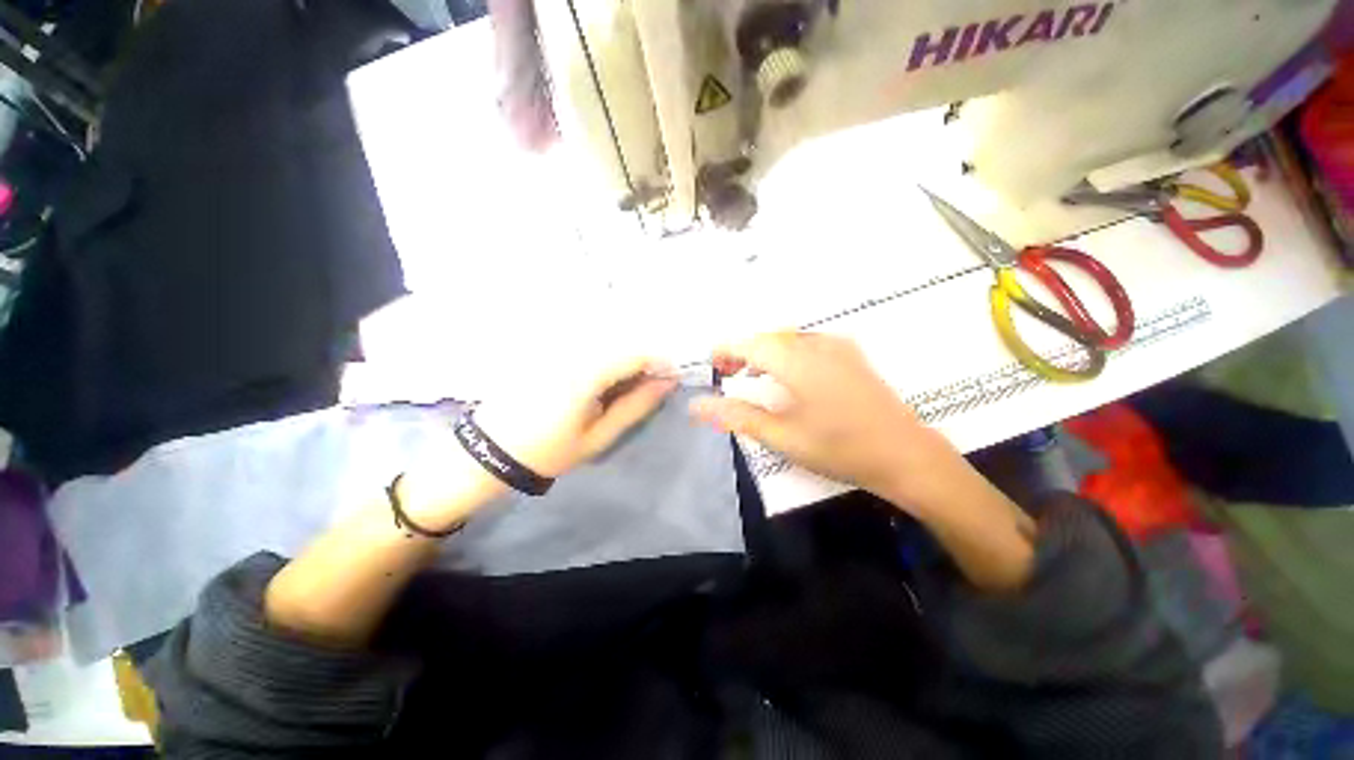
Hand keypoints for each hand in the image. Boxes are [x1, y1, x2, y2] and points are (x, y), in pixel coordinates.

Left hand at [472, 355, 677, 478]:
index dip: (660, 362)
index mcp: (586, 374)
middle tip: (644, 387)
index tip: (668, 380)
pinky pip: (585, 344)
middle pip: (622, 341)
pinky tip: (598, 379)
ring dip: (622, 358)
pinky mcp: (546, 349)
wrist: (489, 451)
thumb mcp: (598, 437)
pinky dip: (602, 356)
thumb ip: (635, 407)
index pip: (636, 352)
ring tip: (620, 387)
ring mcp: (556, 347)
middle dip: (642, 360)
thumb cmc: (549, 451)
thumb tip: (666, 383)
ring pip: (605, 340)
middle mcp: (572, 351)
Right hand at [690, 332, 949, 501]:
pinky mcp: (852, 356)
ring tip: (752, 374)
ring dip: (765, 351)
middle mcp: (817, 345)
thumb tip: (698, 405)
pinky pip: (808, 343)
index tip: (711, 364)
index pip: (751, 343)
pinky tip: (788, 374)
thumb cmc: (840, 448)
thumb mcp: (782, 436)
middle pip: (769, 337)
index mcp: (798, 361)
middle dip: (743, 351)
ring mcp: (839, 348)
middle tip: (728, 373)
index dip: (726, 350)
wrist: (906, 455)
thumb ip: (738, 416)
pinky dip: (788, 352)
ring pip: (789, 338)